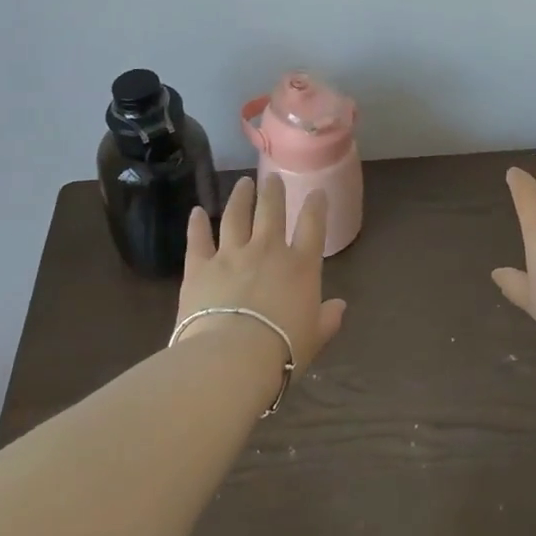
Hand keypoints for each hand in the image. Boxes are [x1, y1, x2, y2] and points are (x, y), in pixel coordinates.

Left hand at [175, 176, 346, 377]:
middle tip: (273, 178)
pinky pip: (198, 239)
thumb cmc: (282, 350)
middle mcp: (268, 250)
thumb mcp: (315, 337)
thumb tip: (340, 306)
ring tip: (243, 183)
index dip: (316, 206)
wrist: (232, 358)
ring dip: (240, 197)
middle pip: (271, 211)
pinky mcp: (200, 267)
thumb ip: (328, 319)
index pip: (313, 225)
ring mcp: (231, 254)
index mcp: (301, 266)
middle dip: (274, 192)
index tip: (317, 192)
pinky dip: (196, 225)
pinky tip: (195, 212)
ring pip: (236, 216)